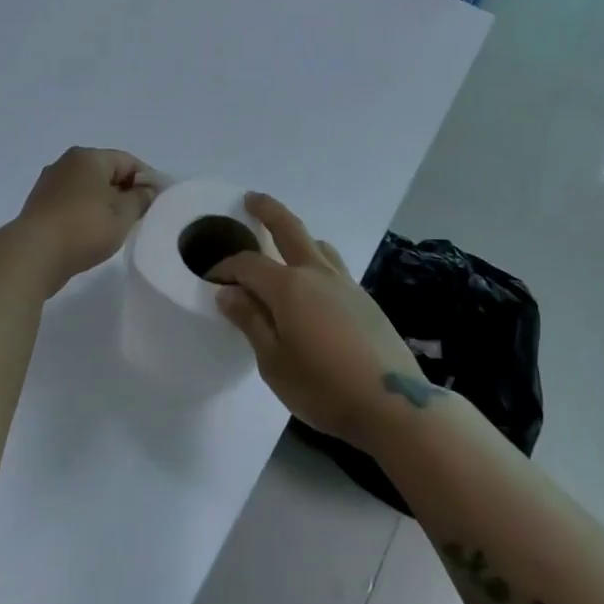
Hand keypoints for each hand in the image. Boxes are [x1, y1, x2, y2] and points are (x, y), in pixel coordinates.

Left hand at [15, 147, 160, 293]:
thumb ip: (141, 198)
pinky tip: (93, 234)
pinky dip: (86, 213)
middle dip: (125, 192)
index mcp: (87, 157)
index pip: (128, 161)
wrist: (33, 255)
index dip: (147, 180)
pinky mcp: (39, 206)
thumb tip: (148, 189)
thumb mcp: (123, 214)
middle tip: (141, 216)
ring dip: (105, 204)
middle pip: (106, 173)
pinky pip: (72, 203)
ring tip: (118, 228)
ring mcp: (49, 184)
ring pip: (88, 189)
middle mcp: (66, 163)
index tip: (158, 202)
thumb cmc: (84, 228)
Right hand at [211, 193, 427, 450]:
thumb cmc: (322, 387)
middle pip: (290, 228)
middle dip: (267, 210)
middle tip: (251, 199)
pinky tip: (314, 287)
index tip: (211, 278)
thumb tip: (228, 292)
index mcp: (289, 286)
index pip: (248, 264)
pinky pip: (334, 267)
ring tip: (286, 244)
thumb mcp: (273, 362)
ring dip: (298, 236)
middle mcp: (317, 273)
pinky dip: (316, 262)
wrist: (392, 404)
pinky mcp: (365, 299)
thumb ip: (250, 321)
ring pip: (318, 245)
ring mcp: (346, 283)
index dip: (226, 267)